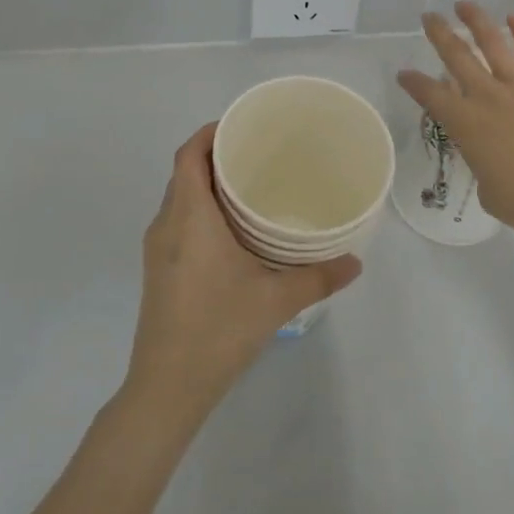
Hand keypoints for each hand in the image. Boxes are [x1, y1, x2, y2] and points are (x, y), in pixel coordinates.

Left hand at [123, 124, 361, 424]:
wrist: (167, 387)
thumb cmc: (218, 329)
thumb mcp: (276, 300)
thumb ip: (319, 276)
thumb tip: (356, 262)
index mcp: (189, 216)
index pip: (188, 154)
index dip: (210, 132)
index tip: (241, 126)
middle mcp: (166, 223)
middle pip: (185, 172)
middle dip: (216, 155)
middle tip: (258, 153)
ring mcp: (157, 248)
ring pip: (180, 198)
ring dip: (208, 184)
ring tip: (250, 186)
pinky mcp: (158, 269)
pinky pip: (178, 220)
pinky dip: (201, 210)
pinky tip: (233, 230)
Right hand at [397, 3, 513, 240]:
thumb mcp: (488, 188)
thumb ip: (484, 166)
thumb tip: (494, 162)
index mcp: (465, 124)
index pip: (431, 96)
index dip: (414, 83)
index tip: (403, 73)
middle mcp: (487, 97)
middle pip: (457, 57)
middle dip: (440, 34)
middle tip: (429, 17)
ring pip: (494, 45)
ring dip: (477, 22)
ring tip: (464, 4)